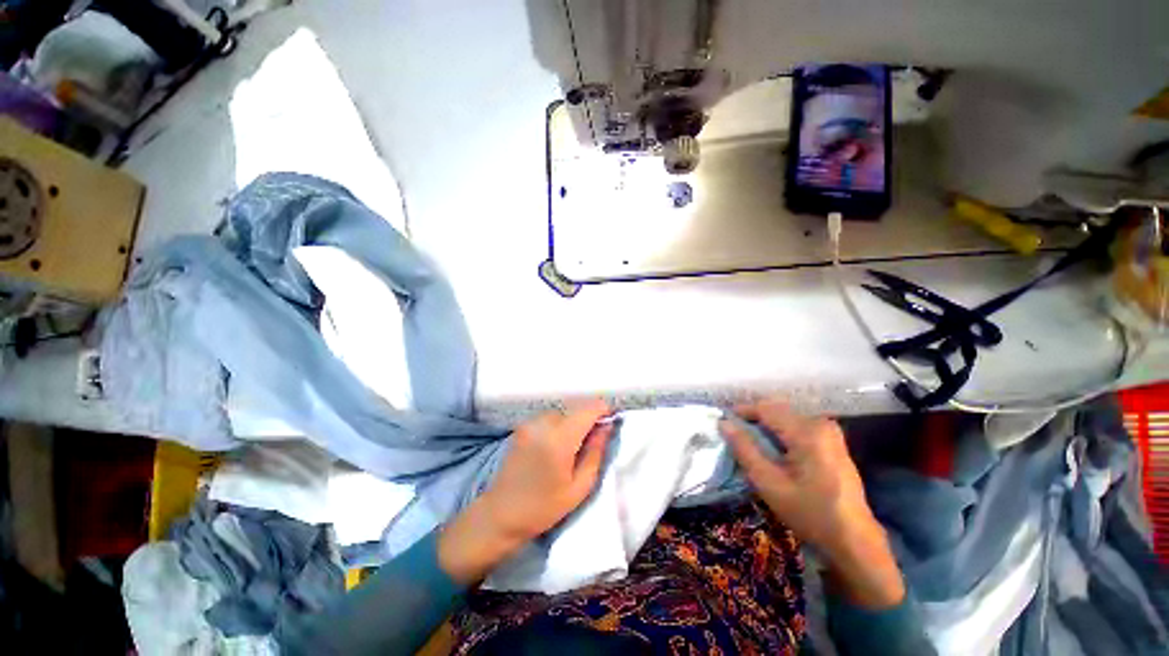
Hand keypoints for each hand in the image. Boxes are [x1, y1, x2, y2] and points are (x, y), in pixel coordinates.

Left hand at [439, 400, 613, 584]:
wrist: (500, 514)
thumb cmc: (544, 507)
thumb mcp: (579, 487)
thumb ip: (596, 452)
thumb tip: (607, 426)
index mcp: (559, 439)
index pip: (588, 409)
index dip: (603, 411)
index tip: (611, 422)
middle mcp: (543, 424)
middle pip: (575, 408)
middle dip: (588, 419)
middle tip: (591, 442)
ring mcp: (530, 423)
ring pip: (563, 412)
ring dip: (572, 422)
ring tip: (572, 447)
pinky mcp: (522, 426)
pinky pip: (549, 418)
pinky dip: (558, 425)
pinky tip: (555, 446)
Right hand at [719, 399, 904, 608]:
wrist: (854, 541)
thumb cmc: (809, 513)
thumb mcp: (769, 483)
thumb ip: (744, 449)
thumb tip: (724, 423)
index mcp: (807, 431)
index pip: (765, 408)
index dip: (741, 412)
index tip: (723, 423)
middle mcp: (820, 423)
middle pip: (776, 410)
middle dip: (753, 419)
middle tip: (735, 436)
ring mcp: (829, 432)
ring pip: (786, 417)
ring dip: (766, 426)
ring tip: (751, 444)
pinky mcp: (832, 441)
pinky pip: (797, 426)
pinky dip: (780, 433)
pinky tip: (774, 451)